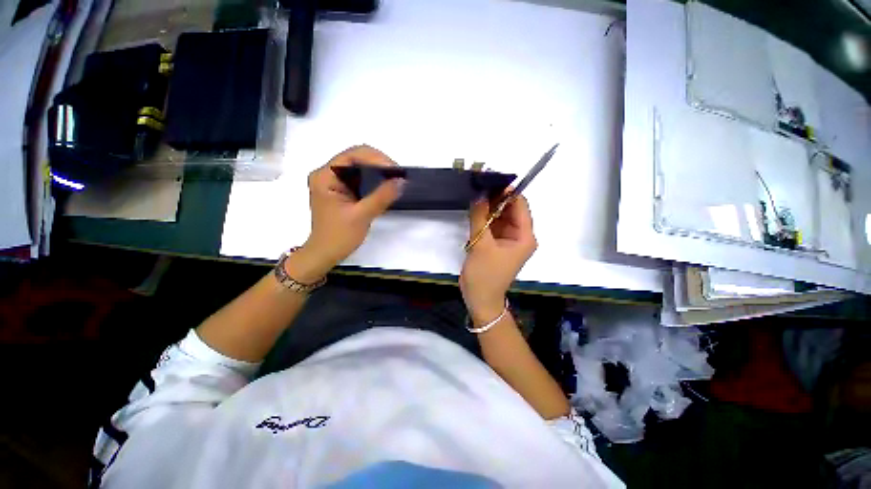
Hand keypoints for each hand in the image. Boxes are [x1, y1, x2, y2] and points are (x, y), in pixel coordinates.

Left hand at [286, 145, 403, 282]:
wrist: (325, 254)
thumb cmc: (338, 236)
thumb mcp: (362, 215)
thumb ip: (382, 196)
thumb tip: (401, 181)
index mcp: (325, 176)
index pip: (352, 155)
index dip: (376, 158)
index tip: (395, 170)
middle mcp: (327, 174)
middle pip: (356, 158)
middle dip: (379, 164)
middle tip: (398, 176)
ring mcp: (333, 182)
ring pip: (359, 169)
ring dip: (377, 172)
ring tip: (395, 180)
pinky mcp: (341, 191)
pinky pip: (359, 180)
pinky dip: (373, 182)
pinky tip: (385, 187)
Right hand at [460, 194, 536, 323]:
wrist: (479, 298)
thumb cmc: (485, 275)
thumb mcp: (481, 244)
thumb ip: (480, 217)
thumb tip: (479, 194)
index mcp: (524, 236)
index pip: (520, 206)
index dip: (507, 192)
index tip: (491, 179)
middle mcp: (519, 235)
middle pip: (510, 209)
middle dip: (496, 197)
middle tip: (480, 183)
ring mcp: (507, 239)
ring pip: (499, 216)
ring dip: (489, 206)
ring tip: (475, 192)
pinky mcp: (496, 243)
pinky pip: (492, 225)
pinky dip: (484, 217)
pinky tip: (475, 207)